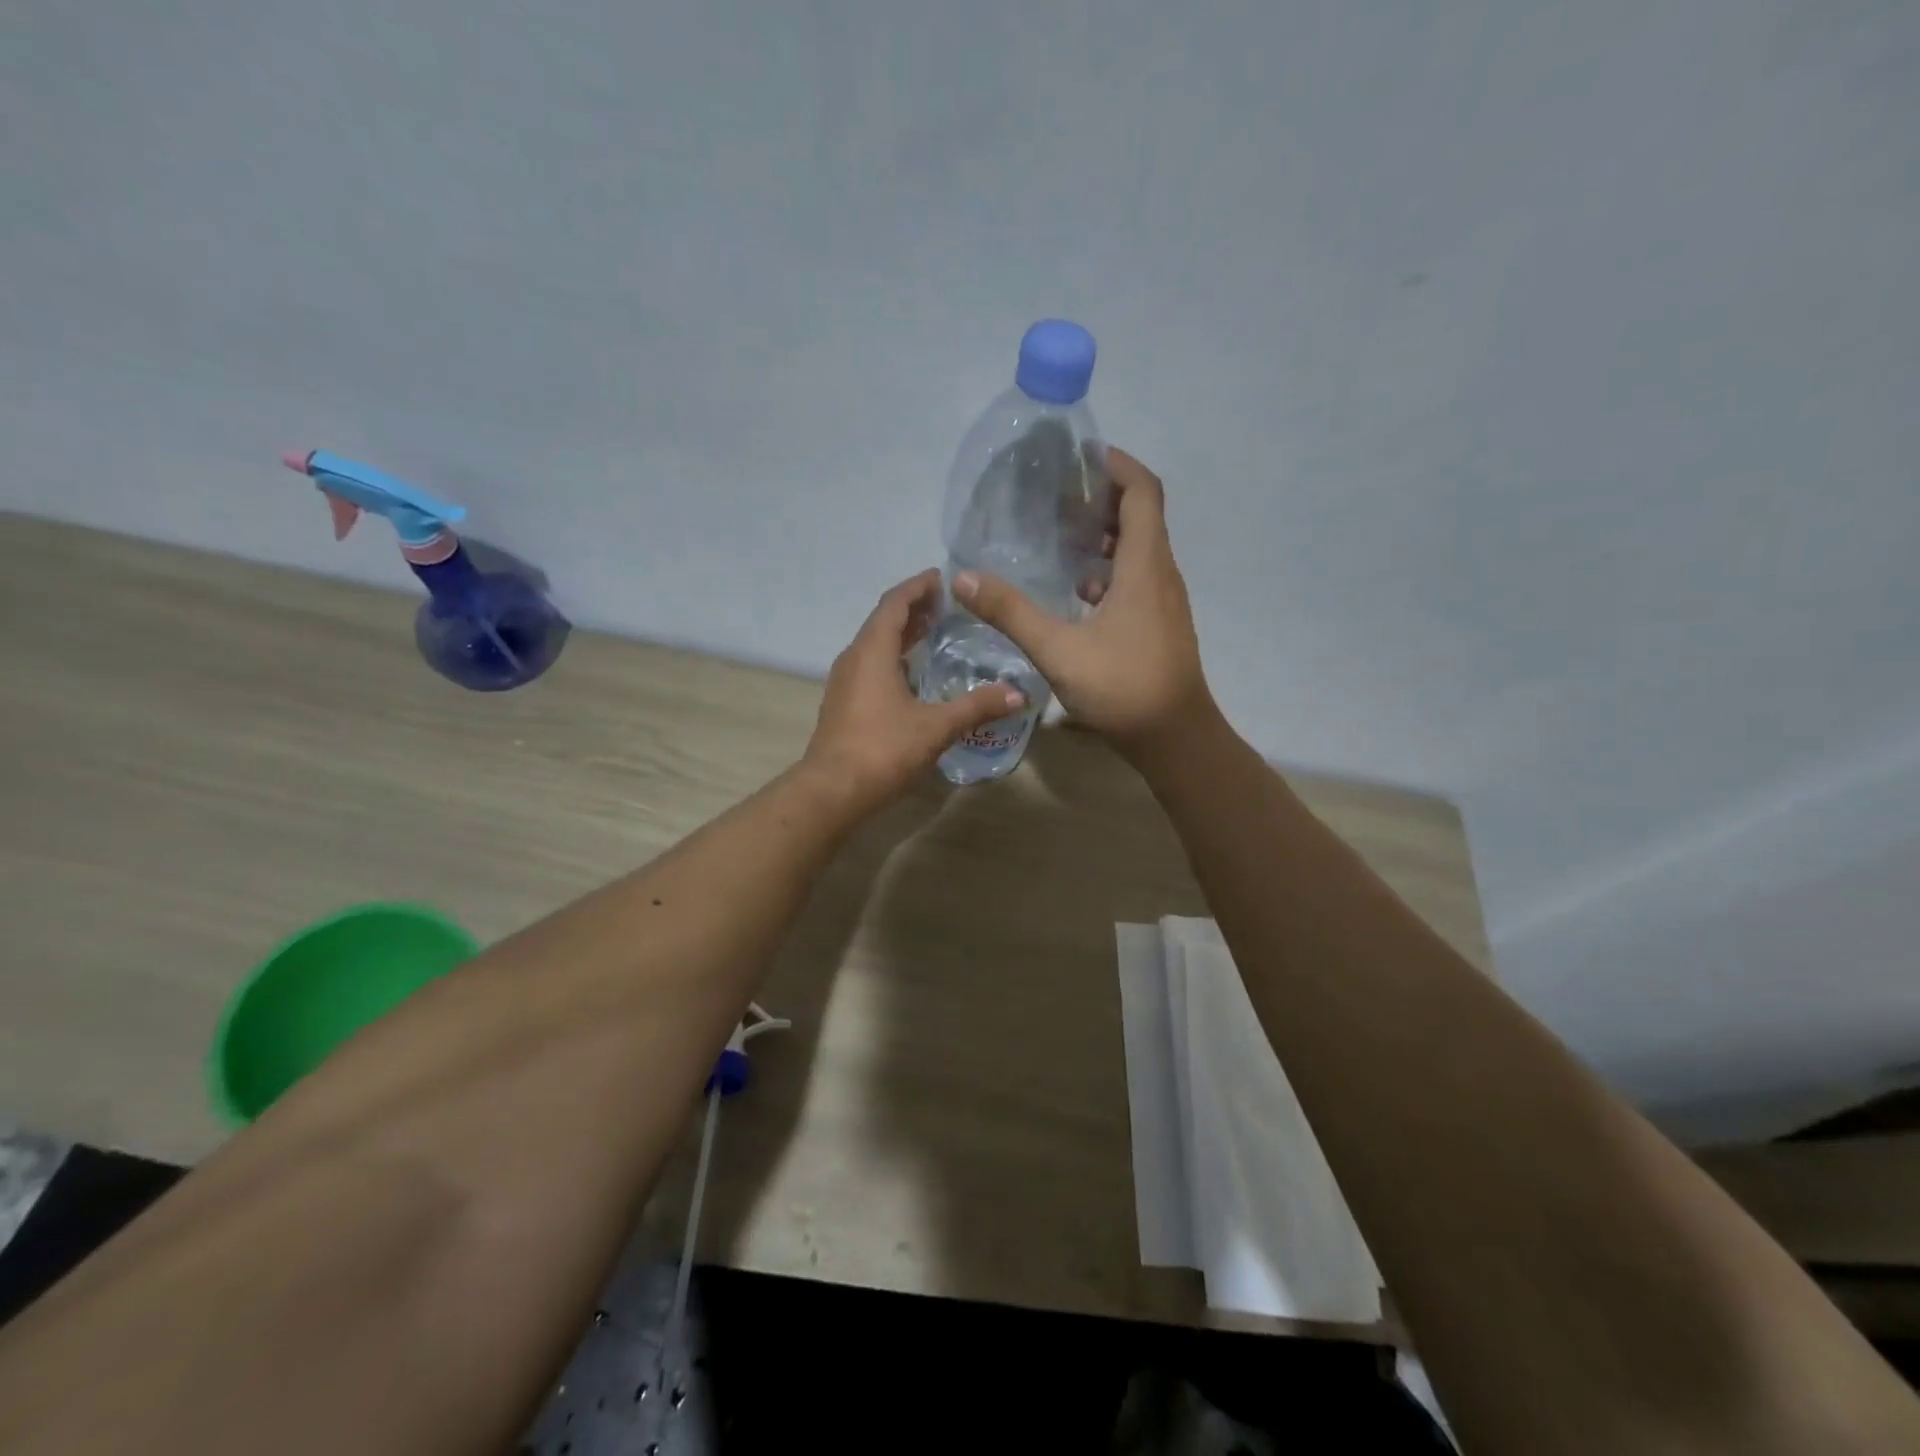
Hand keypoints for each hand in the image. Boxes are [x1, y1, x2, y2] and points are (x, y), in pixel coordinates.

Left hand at [803, 569, 1024, 813]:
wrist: (832, 791)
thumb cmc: (883, 749)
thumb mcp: (936, 727)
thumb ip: (977, 706)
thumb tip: (1017, 694)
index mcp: (873, 651)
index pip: (895, 603)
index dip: (918, 587)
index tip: (941, 577)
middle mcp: (854, 658)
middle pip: (883, 621)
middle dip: (913, 609)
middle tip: (945, 604)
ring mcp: (844, 682)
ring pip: (875, 646)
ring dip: (902, 635)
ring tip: (933, 634)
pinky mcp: (843, 704)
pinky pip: (870, 667)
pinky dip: (893, 659)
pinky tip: (913, 676)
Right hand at [953, 448, 1210, 757]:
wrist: (1175, 739)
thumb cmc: (1123, 688)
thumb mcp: (1058, 650)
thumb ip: (1011, 612)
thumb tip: (962, 578)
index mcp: (1145, 567)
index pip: (1142, 492)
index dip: (1116, 466)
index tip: (1080, 457)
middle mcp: (1161, 575)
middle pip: (1141, 516)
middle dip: (1102, 497)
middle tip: (1056, 495)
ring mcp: (1163, 601)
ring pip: (1139, 550)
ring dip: (1104, 535)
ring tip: (1058, 534)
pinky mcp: (1159, 624)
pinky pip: (1136, 579)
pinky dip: (1108, 570)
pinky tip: (1074, 590)